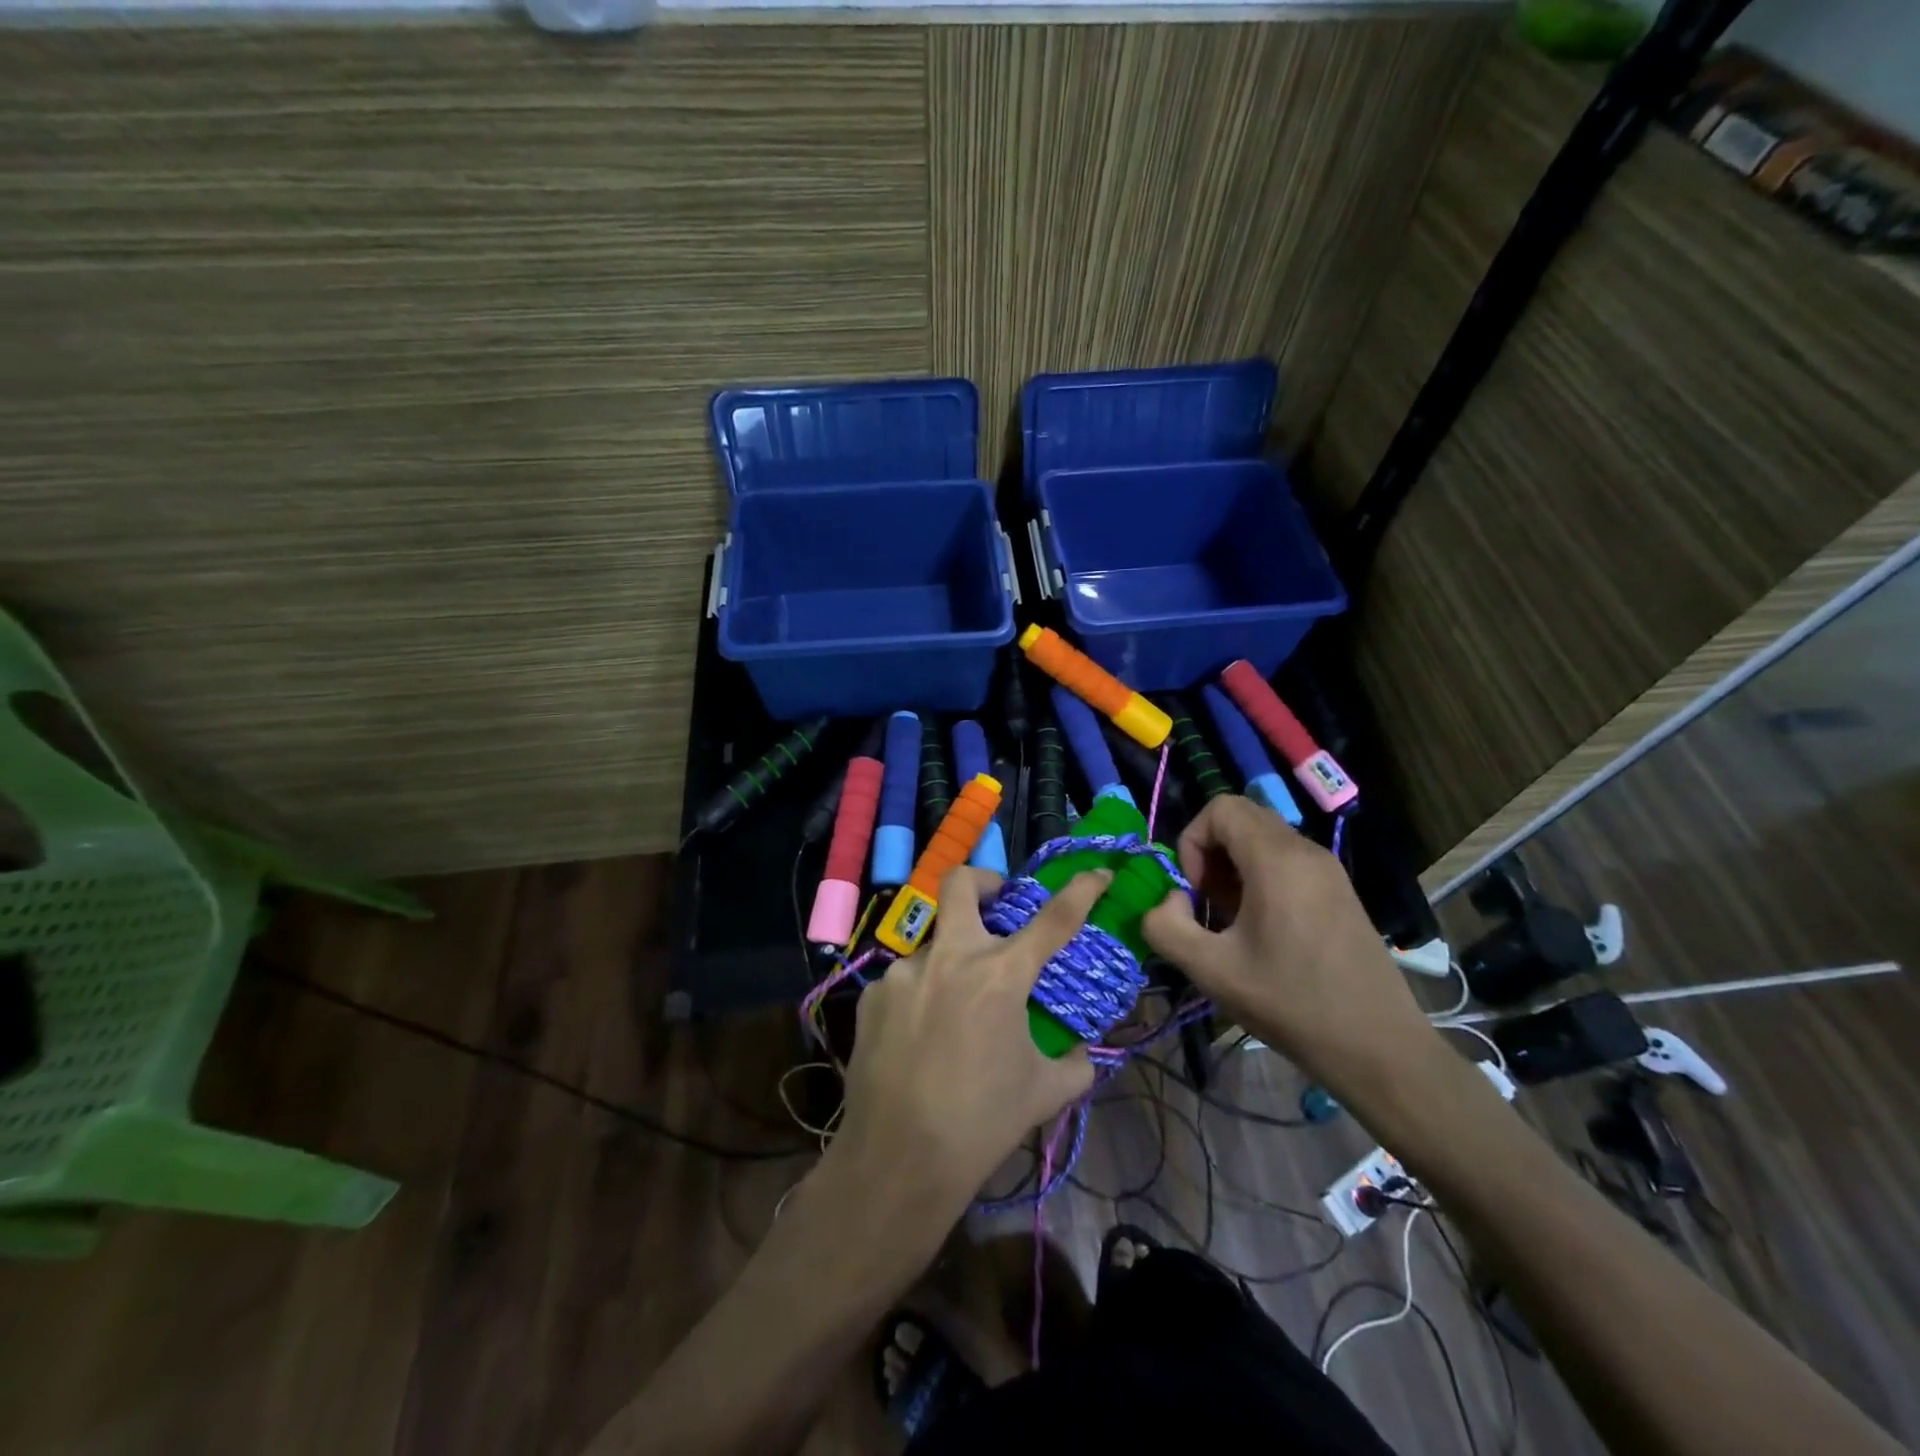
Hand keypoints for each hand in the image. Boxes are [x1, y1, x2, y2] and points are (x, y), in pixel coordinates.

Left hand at [828, 866, 1105, 1220]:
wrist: (898, 1159)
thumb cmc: (982, 1122)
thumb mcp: (1043, 1093)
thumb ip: (1075, 1064)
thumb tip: (1084, 1052)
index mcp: (1000, 975)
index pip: (1053, 919)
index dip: (1080, 889)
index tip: (1096, 872)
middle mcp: (950, 957)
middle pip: (960, 882)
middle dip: (983, 880)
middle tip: (997, 901)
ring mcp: (904, 972)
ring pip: (932, 942)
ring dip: (951, 959)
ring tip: (954, 1009)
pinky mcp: (873, 995)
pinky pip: (905, 981)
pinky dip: (922, 995)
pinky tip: (920, 1037)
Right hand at [1141, 795, 1437, 1106]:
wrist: (1378, 1047)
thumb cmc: (1291, 1003)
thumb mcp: (1210, 970)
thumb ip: (1165, 926)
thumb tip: (1170, 899)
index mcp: (1276, 860)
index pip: (1221, 808)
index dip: (1192, 840)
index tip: (1193, 890)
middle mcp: (1306, 852)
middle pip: (1242, 817)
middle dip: (1211, 851)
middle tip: (1207, 902)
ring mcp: (1329, 870)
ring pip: (1265, 838)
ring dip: (1234, 865)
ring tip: (1232, 918)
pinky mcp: (1340, 891)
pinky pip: (1288, 860)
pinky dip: (1261, 876)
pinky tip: (1263, 928)